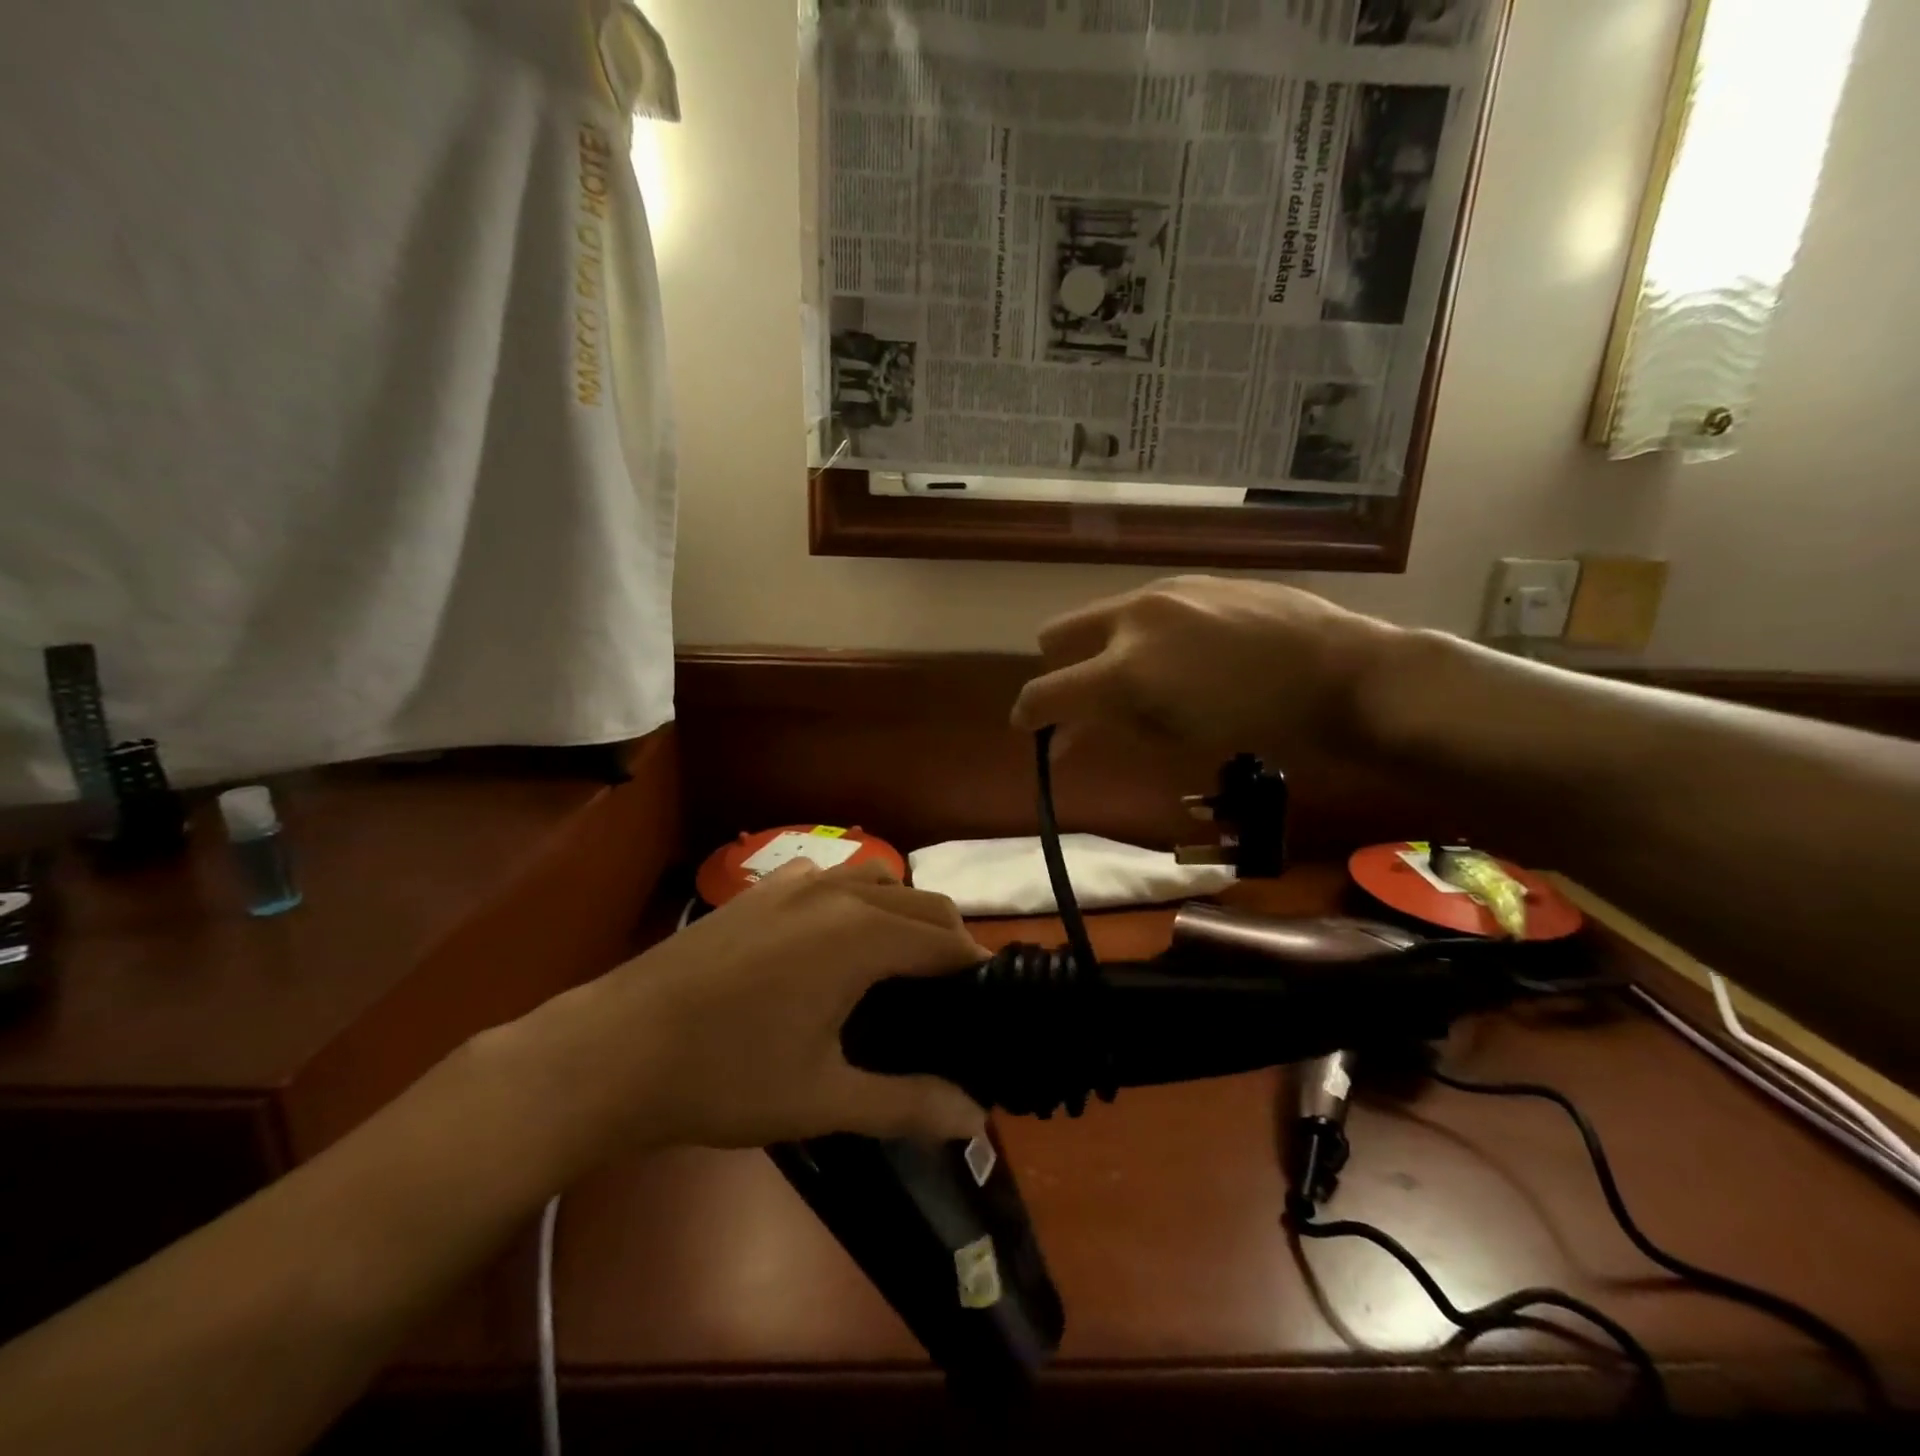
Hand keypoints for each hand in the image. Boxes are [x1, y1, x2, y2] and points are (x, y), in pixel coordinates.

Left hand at [525, 861, 988, 1155]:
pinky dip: (856, 898)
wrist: (614, 1048)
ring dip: (904, 911)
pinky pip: (830, 879)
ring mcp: (795, 884)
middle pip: (921, 902)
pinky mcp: (759, 890)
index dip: (974, 970)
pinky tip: (834, 938)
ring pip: (877, 880)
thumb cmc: (726, 1076)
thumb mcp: (823, 1100)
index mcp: (864, 936)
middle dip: (948, 940)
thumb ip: (906, 1104)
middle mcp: (839, 894)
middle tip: (952, 995)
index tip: (988, 1004)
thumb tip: (975, 1119)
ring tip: (902, 961)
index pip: (945, 942)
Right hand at [1010, 576, 1400, 763]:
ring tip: (1145, 679)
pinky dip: (1139, 633)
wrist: (1346, 672)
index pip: (1047, 691)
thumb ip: (1112, 731)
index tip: (1029, 728)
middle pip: (1057, 634)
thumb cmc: (1261, 726)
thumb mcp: (1177, 740)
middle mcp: (1133, 617)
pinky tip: (1183, 654)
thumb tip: (1065, 738)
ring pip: (1101, 616)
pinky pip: (1142, 606)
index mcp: (1126, 668)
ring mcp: (1165, 590)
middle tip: (1087, 700)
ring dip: (1100, 649)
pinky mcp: (1196, 579)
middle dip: (1058, 668)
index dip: (1029, 714)